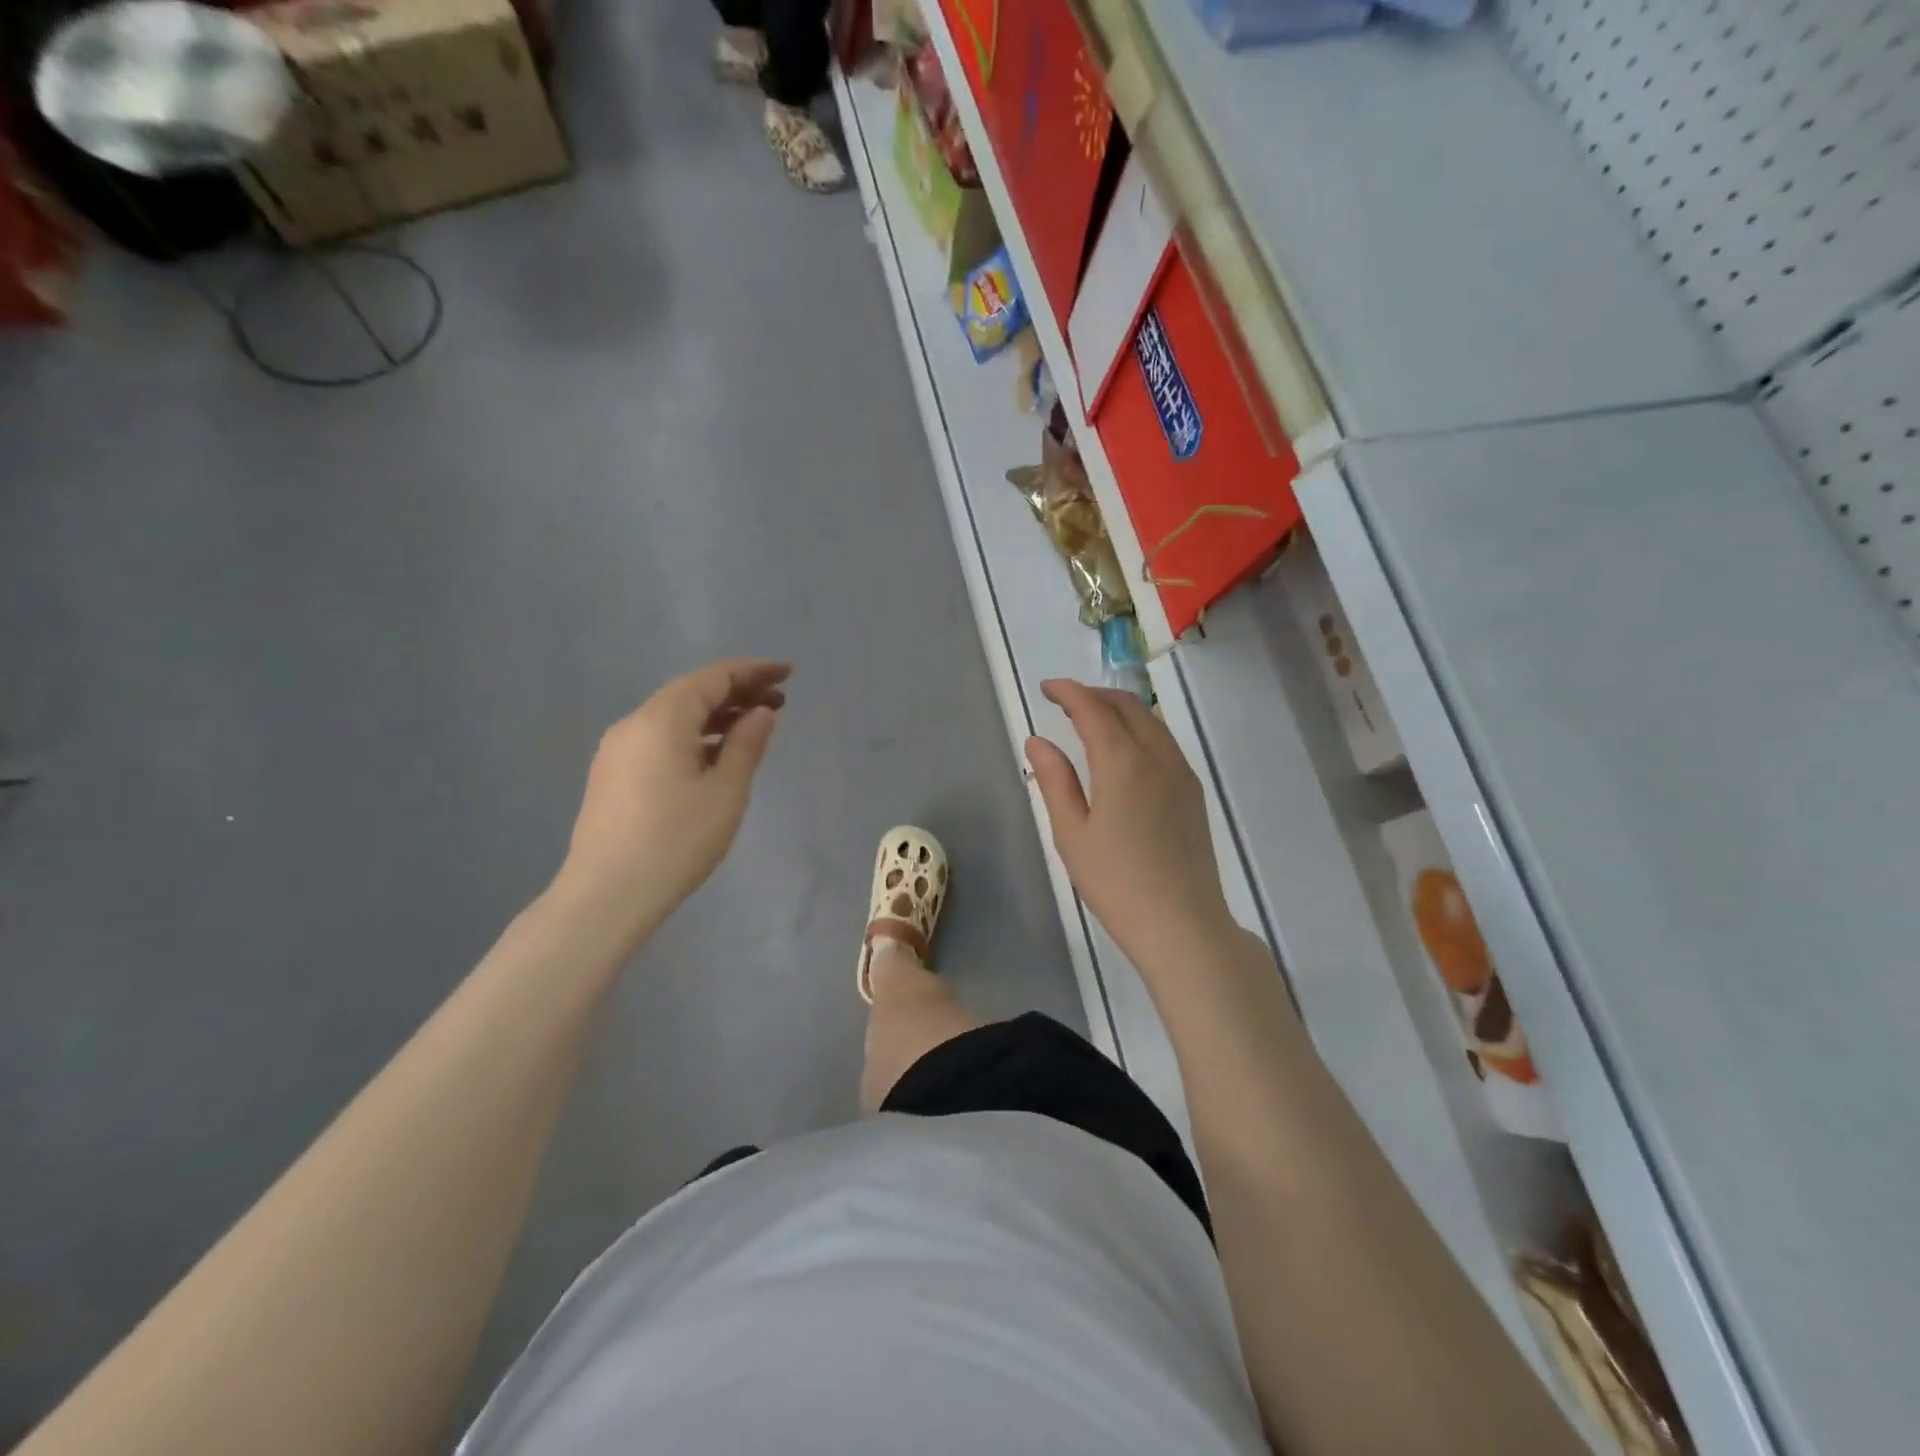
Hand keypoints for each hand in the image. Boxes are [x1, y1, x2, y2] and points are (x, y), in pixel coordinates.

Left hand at [557, 659, 788, 935]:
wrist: (605, 896)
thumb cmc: (675, 842)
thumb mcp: (725, 793)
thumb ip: (746, 744)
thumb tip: (761, 712)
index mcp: (661, 720)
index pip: (713, 678)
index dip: (753, 671)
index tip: (787, 673)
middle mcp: (633, 724)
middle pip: (691, 693)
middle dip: (736, 691)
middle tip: (779, 700)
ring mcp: (617, 750)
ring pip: (674, 716)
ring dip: (715, 715)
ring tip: (754, 725)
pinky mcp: (612, 774)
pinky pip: (659, 738)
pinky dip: (693, 735)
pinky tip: (714, 754)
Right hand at [1025, 679, 1233, 965]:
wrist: (1182, 924)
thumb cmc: (1116, 883)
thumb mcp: (1071, 834)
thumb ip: (1055, 780)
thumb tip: (1038, 740)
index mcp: (1122, 762)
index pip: (1093, 709)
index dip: (1068, 692)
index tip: (1047, 688)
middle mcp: (1158, 756)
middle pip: (1128, 706)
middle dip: (1094, 695)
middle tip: (1065, 701)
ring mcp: (1181, 773)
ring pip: (1151, 721)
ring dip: (1120, 710)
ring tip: (1091, 720)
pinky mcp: (1193, 792)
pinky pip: (1164, 742)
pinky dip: (1140, 730)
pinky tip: (1124, 751)